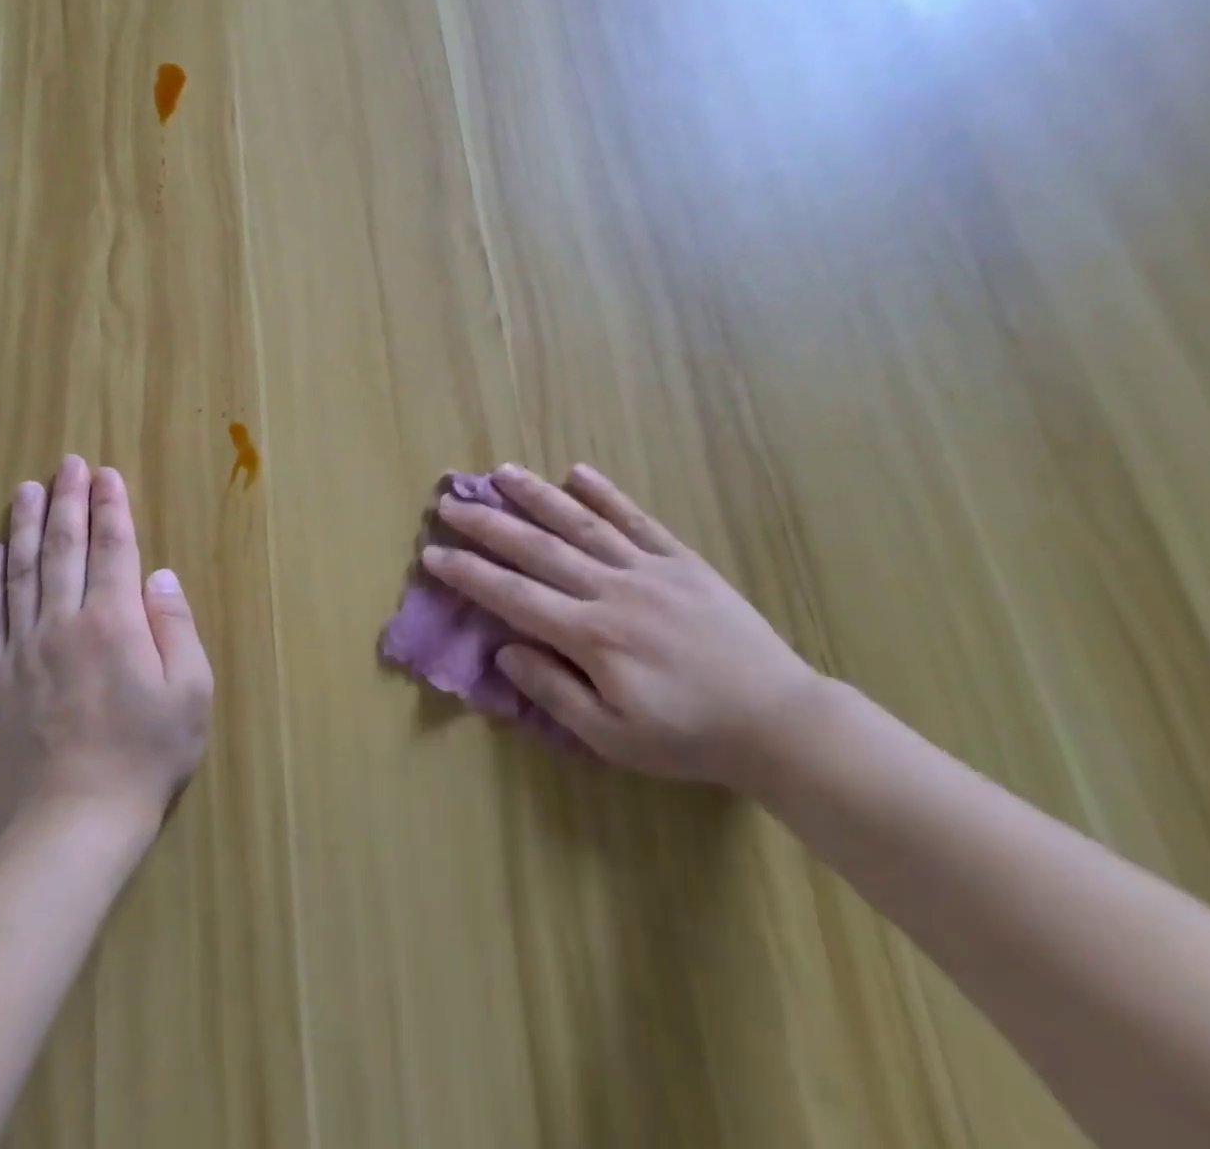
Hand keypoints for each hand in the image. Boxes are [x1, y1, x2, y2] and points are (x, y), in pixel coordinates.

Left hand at [0, 456, 214, 833]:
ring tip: (28, 488)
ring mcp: (22, 649)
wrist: (73, 825)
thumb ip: (175, 626)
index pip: (113, 549)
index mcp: (115, 622)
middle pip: (64, 548)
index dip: (112, 508)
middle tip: (68, 464)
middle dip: (69, 501)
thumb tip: (159, 575)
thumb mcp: (190, 691)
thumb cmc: (146, 756)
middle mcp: (64, 623)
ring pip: (22, 572)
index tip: (107, 474)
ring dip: (27, 525)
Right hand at [423, 463, 819, 789]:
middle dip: (489, 525)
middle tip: (451, 503)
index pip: (514, 596)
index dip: (469, 574)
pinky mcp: (681, 560)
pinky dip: (607, 494)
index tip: (433, 553)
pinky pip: (637, 520)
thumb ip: (555, 692)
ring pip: (582, 523)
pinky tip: (579, 472)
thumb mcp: (613, 737)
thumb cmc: (688, 736)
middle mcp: (612, 590)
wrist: (776, 719)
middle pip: (538, 549)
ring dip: (538, 496)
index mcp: (591, 635)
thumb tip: (506, 651)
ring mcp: (648, 569)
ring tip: (503, 473)